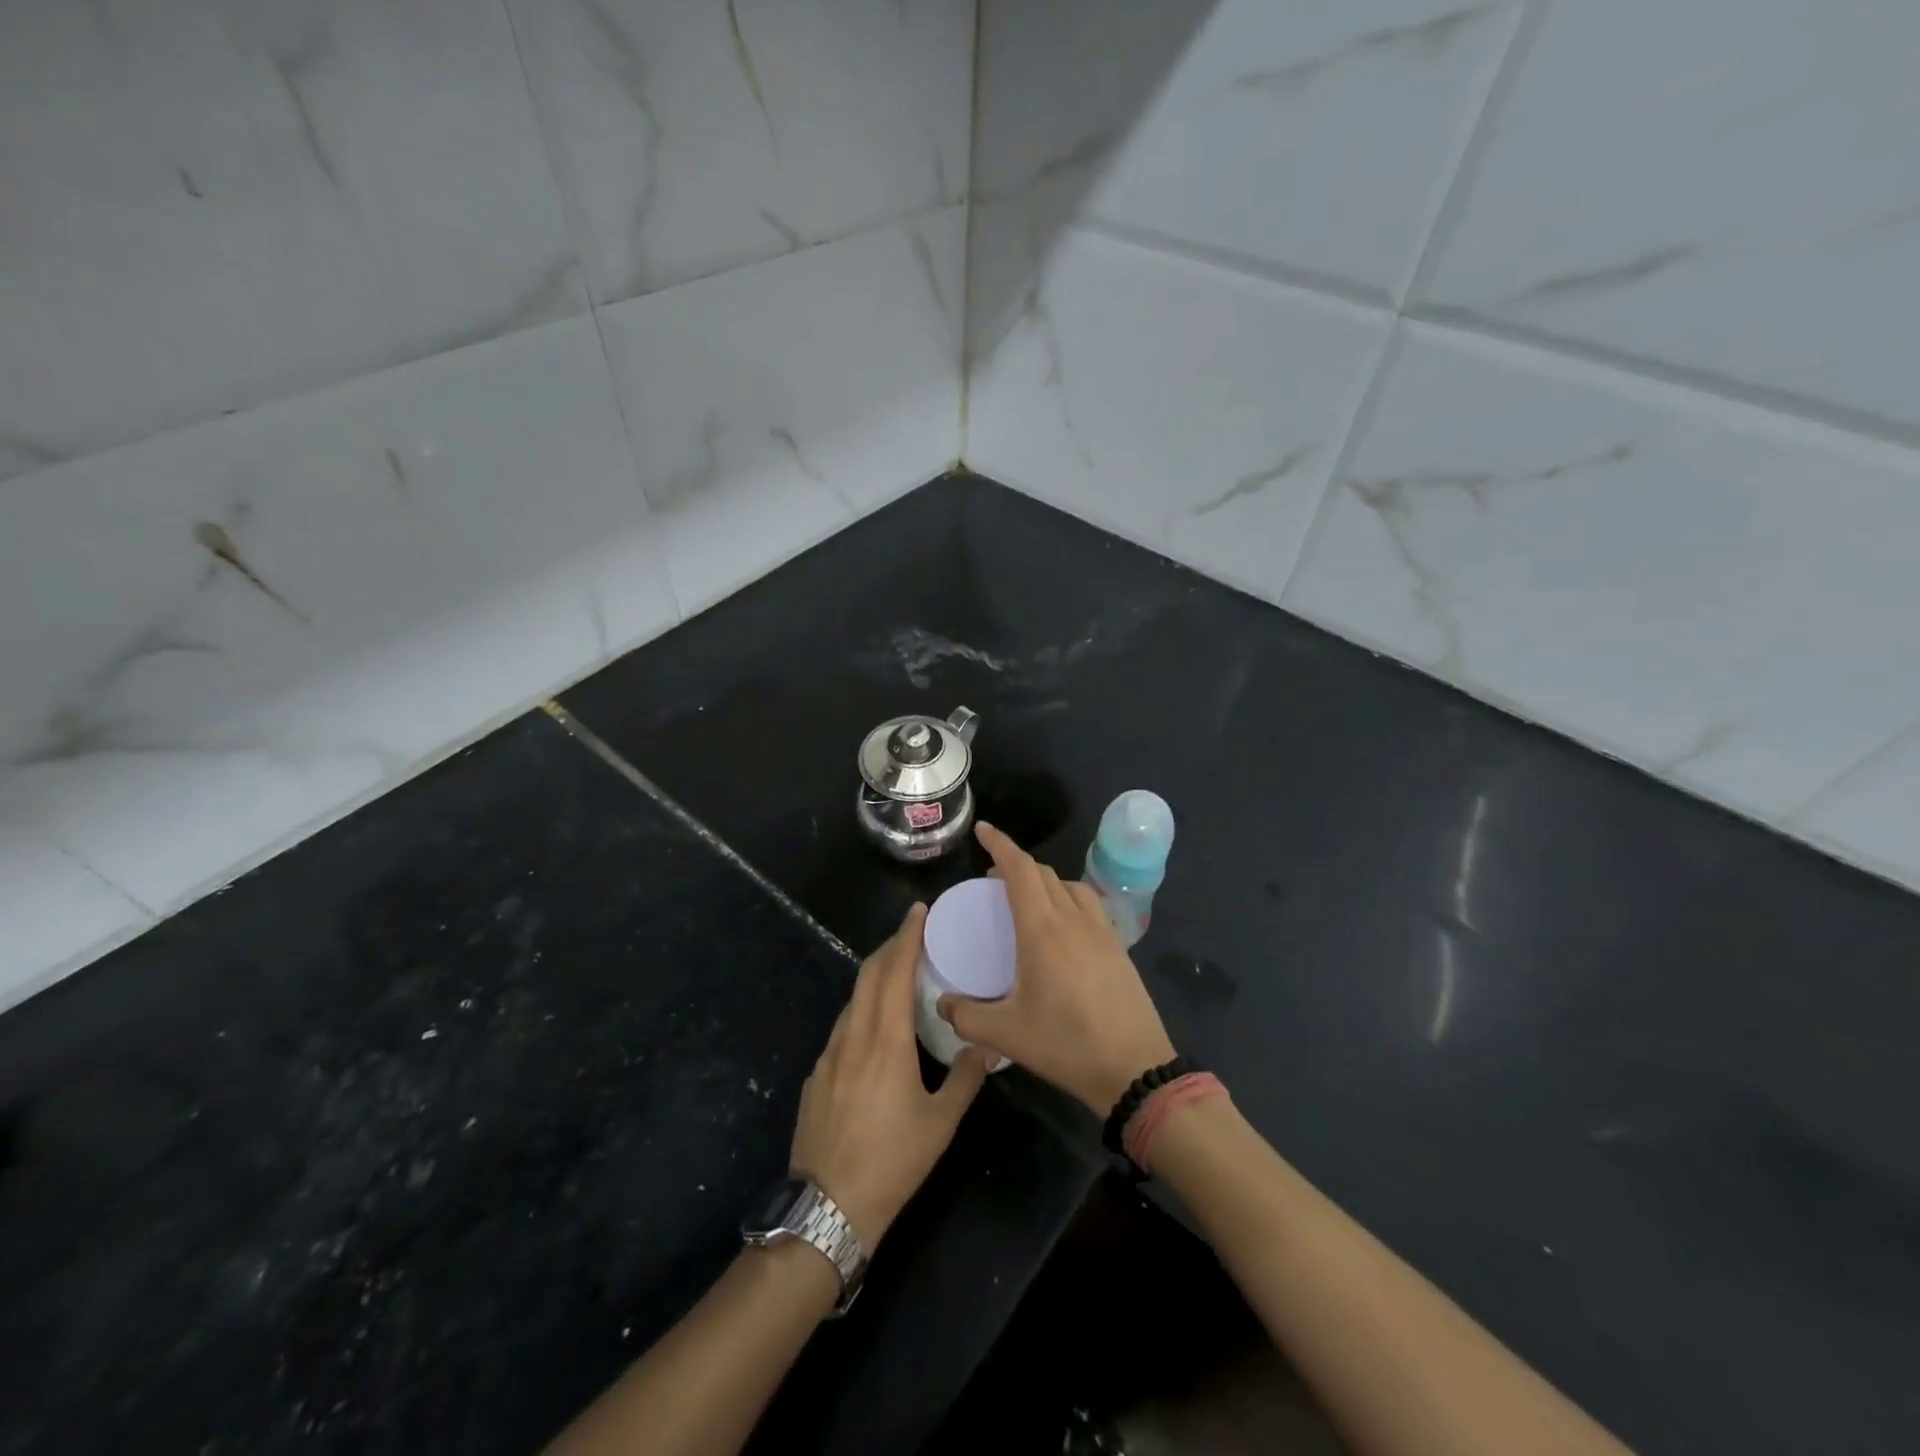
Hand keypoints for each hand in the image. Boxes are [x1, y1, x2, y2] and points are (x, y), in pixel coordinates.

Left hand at [791, 904, 989, 1249]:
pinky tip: (874, 1030)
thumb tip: (986, 1046)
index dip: (906, 936)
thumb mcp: (940, 1123)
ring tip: (898, 975)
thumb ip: (965, 1078)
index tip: (918, 911)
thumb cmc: (892, 1161)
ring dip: (874, 978)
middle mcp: (853, 1036)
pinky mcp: (816, 1076)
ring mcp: (828, 1055)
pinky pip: (842, 1027)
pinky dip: (861, 1010)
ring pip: (852, 1000)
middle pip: (867, 974)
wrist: (827, 1208)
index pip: (894, 971)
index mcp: (886, 1040)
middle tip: (913, 934)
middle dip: (889, 947)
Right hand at [938, 823, 1175, 1113]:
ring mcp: (1101, 930)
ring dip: (1045, 881)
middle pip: (1043, 873)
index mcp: (1042, 929)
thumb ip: (966, 1017)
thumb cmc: (1066, 1045)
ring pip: (1069, 885)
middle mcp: (1073, 919)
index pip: (1019, 869)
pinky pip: (1089, 904)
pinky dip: (1068, 898)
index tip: (982, 830)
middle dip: (1016, 864)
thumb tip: (942, 1002)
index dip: (1000, 844)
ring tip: (1027, 900)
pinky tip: (1063, 927)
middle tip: (993, 878)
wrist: (1134, 1068)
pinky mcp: (1118, 947)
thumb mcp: (1006, 1035)